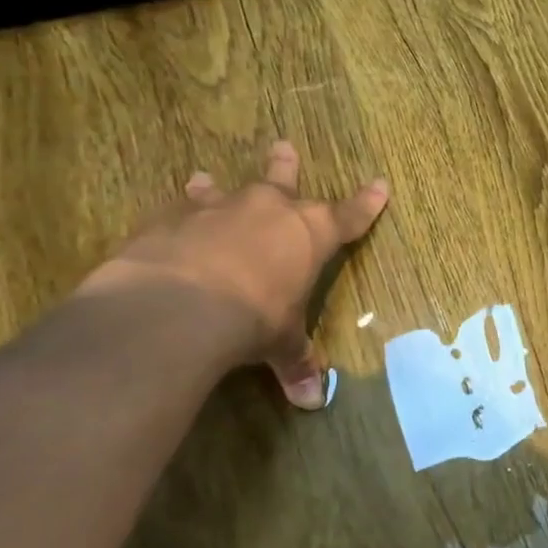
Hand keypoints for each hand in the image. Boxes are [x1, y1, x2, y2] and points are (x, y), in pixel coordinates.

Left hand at [80, 140, 388, 406]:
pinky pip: (177, 210)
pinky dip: (176, 213)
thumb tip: (312, 401)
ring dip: (216, 186)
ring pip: (223, 189)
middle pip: (283, 181)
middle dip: (285, 166)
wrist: (182, 306)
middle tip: (282, 145)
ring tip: (204, 178)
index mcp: (310, 234)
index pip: (349, 215)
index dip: (367, 202)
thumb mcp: (281, 343)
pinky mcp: (171, 218)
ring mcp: (218, 209)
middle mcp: (268, 210)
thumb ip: (296, 363)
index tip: (380, 183)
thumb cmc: (254, 319)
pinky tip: (167, 218)